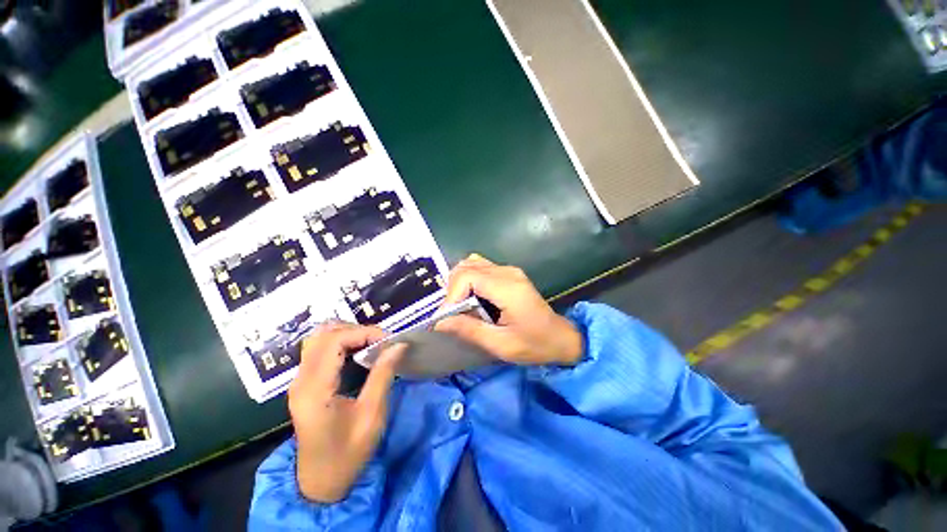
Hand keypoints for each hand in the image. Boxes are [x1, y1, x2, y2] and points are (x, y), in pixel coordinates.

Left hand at [288, 323, 404, 502]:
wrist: (320, 482)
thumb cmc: (348, 453)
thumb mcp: (372, 415)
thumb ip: (383, 375)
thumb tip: (399, 344)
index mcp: (315, 389)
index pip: (334, 340)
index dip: (363, 332)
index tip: (388, 340)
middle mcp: (301, 380)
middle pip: (324, 334)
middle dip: (357, 331)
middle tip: (381, 342)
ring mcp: (299, 381)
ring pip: (319, 338)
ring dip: (347, 334)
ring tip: (371, 344)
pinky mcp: (303, 383)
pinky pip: (319, 349)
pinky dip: (340, 342)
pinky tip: (357, 351)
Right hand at [435, 254, 582, 366]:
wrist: (561, 337)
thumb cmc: (534, 345)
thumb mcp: (501, 344)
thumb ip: (470, 330)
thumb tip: (440, 322)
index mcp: (508, 289)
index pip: (468, 276)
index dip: (451, 294)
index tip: (446, 317)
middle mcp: (508, 272)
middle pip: (467, 266)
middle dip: (453, 289)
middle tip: (453, 313)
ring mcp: (509, 270)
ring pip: (472, 263)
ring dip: (460, 282)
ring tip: (460, 305)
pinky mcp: (510, 273)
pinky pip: (481, 267)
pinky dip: (469, 279)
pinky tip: (472, 297)